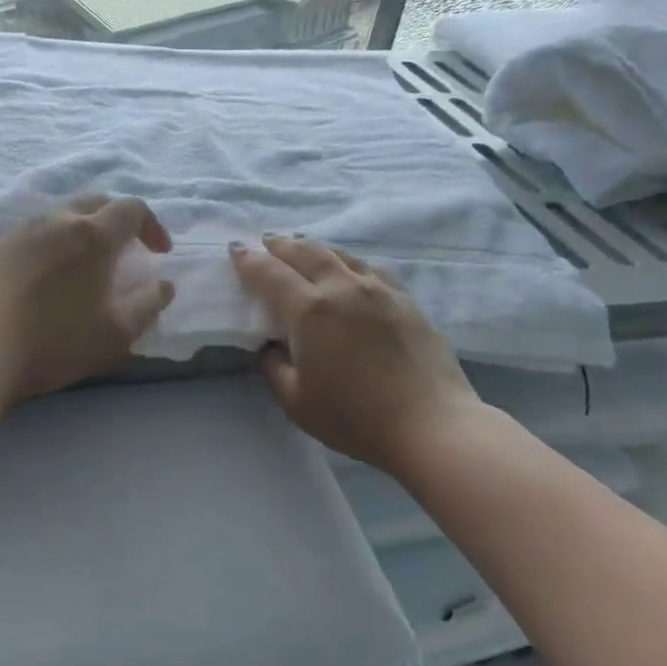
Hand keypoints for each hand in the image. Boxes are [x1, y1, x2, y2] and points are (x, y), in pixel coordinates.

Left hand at [0, 197, 175, 406]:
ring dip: (82, 233)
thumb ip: (148, 305)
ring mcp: (19, 233)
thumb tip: (164, 284)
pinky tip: (46, 281)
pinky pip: (33, 237)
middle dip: (118, 221)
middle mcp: (56, 222)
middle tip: (126, 251)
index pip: (132, 209)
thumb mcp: (116, 333)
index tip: (159, 253)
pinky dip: (52, 247)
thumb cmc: (55, 341)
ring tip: (85, 267)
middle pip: (95, 203)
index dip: (152, 226)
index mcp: (93, 235)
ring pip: (61, 218)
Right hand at [230, 235, 482, 475]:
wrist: (430, 424)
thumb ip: (274, 369)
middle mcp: (343, 288)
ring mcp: (379, 290)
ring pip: (341, 255)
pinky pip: (370, 269)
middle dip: (282, 245)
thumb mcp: (297, 403)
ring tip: (304, 248)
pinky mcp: (406, 300)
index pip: (271, 274)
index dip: (250, 260)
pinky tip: (351, 270)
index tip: (236, 249)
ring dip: (316, 248)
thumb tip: (269, 347)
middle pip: (307, 253)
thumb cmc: (355, 417)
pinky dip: (350, 262)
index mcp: (310, 311)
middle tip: (268, 241)